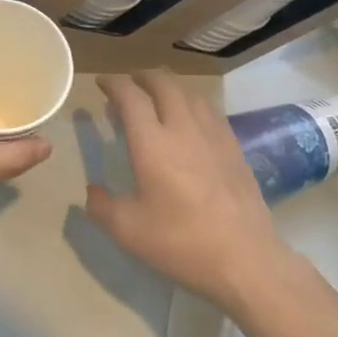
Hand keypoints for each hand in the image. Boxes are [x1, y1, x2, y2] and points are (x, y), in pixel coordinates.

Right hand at [85, 72, 291, 310]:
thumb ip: (101, 206)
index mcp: (152, 143)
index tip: (102, 84)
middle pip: (164, 84)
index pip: (130, 97)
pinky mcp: (234, 149)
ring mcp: (214, 136)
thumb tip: (92, 191)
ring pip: (190, 94)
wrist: (245, 259)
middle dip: (143, 77)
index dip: (113, 84)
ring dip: (170, 88)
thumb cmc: (180, 242)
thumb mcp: (127, 231)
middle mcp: (183, 129)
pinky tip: (191, 121)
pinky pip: (211, 112)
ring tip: (158, 97)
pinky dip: (193, 104)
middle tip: (130, 84)